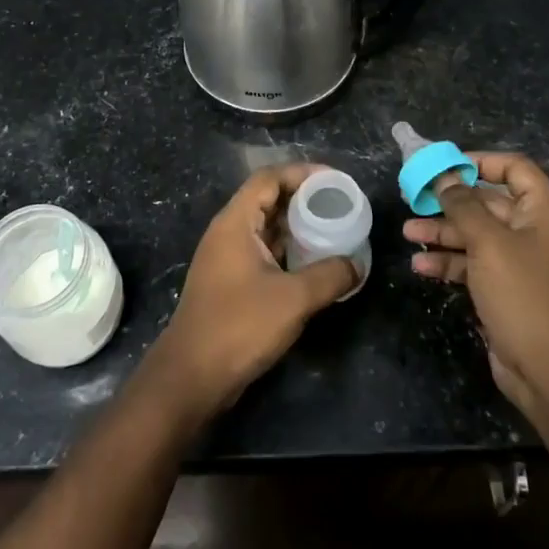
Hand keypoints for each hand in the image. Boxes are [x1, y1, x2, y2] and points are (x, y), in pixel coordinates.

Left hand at [149, 165, 358, 422]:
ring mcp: (227, 259)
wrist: (192, 376)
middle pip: (268, 200)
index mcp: (235, 223)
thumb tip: (357, 264)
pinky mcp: (231, 283)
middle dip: (304, 199)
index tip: (335, 180)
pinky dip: (289, 251)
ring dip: (298, 227)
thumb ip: (329, 276)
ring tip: (334, 230)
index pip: (269, 178)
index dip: (302, 173)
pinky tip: (314, 263)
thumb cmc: (239, 326)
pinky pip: (264, 253)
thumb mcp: (293, 299)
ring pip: (267, 229)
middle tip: (340, 205)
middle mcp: (228, 233)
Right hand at [403, 153, 548, 419]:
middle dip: (450, 200)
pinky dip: (448, 263)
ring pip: (475, 234)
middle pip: (487, 202)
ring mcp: (518, 262)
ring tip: (408, 232)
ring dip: (442, 232)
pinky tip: (421, 267)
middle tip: (412, 196)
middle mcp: (532, 231)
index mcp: (542, 211)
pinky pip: (472, 264)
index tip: (444, 165)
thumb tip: (444, 177)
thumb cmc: (524, 295)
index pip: (514, 168)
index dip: (480, 161)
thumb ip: (463, 206)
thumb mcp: (489, 243)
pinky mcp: (504, 289)